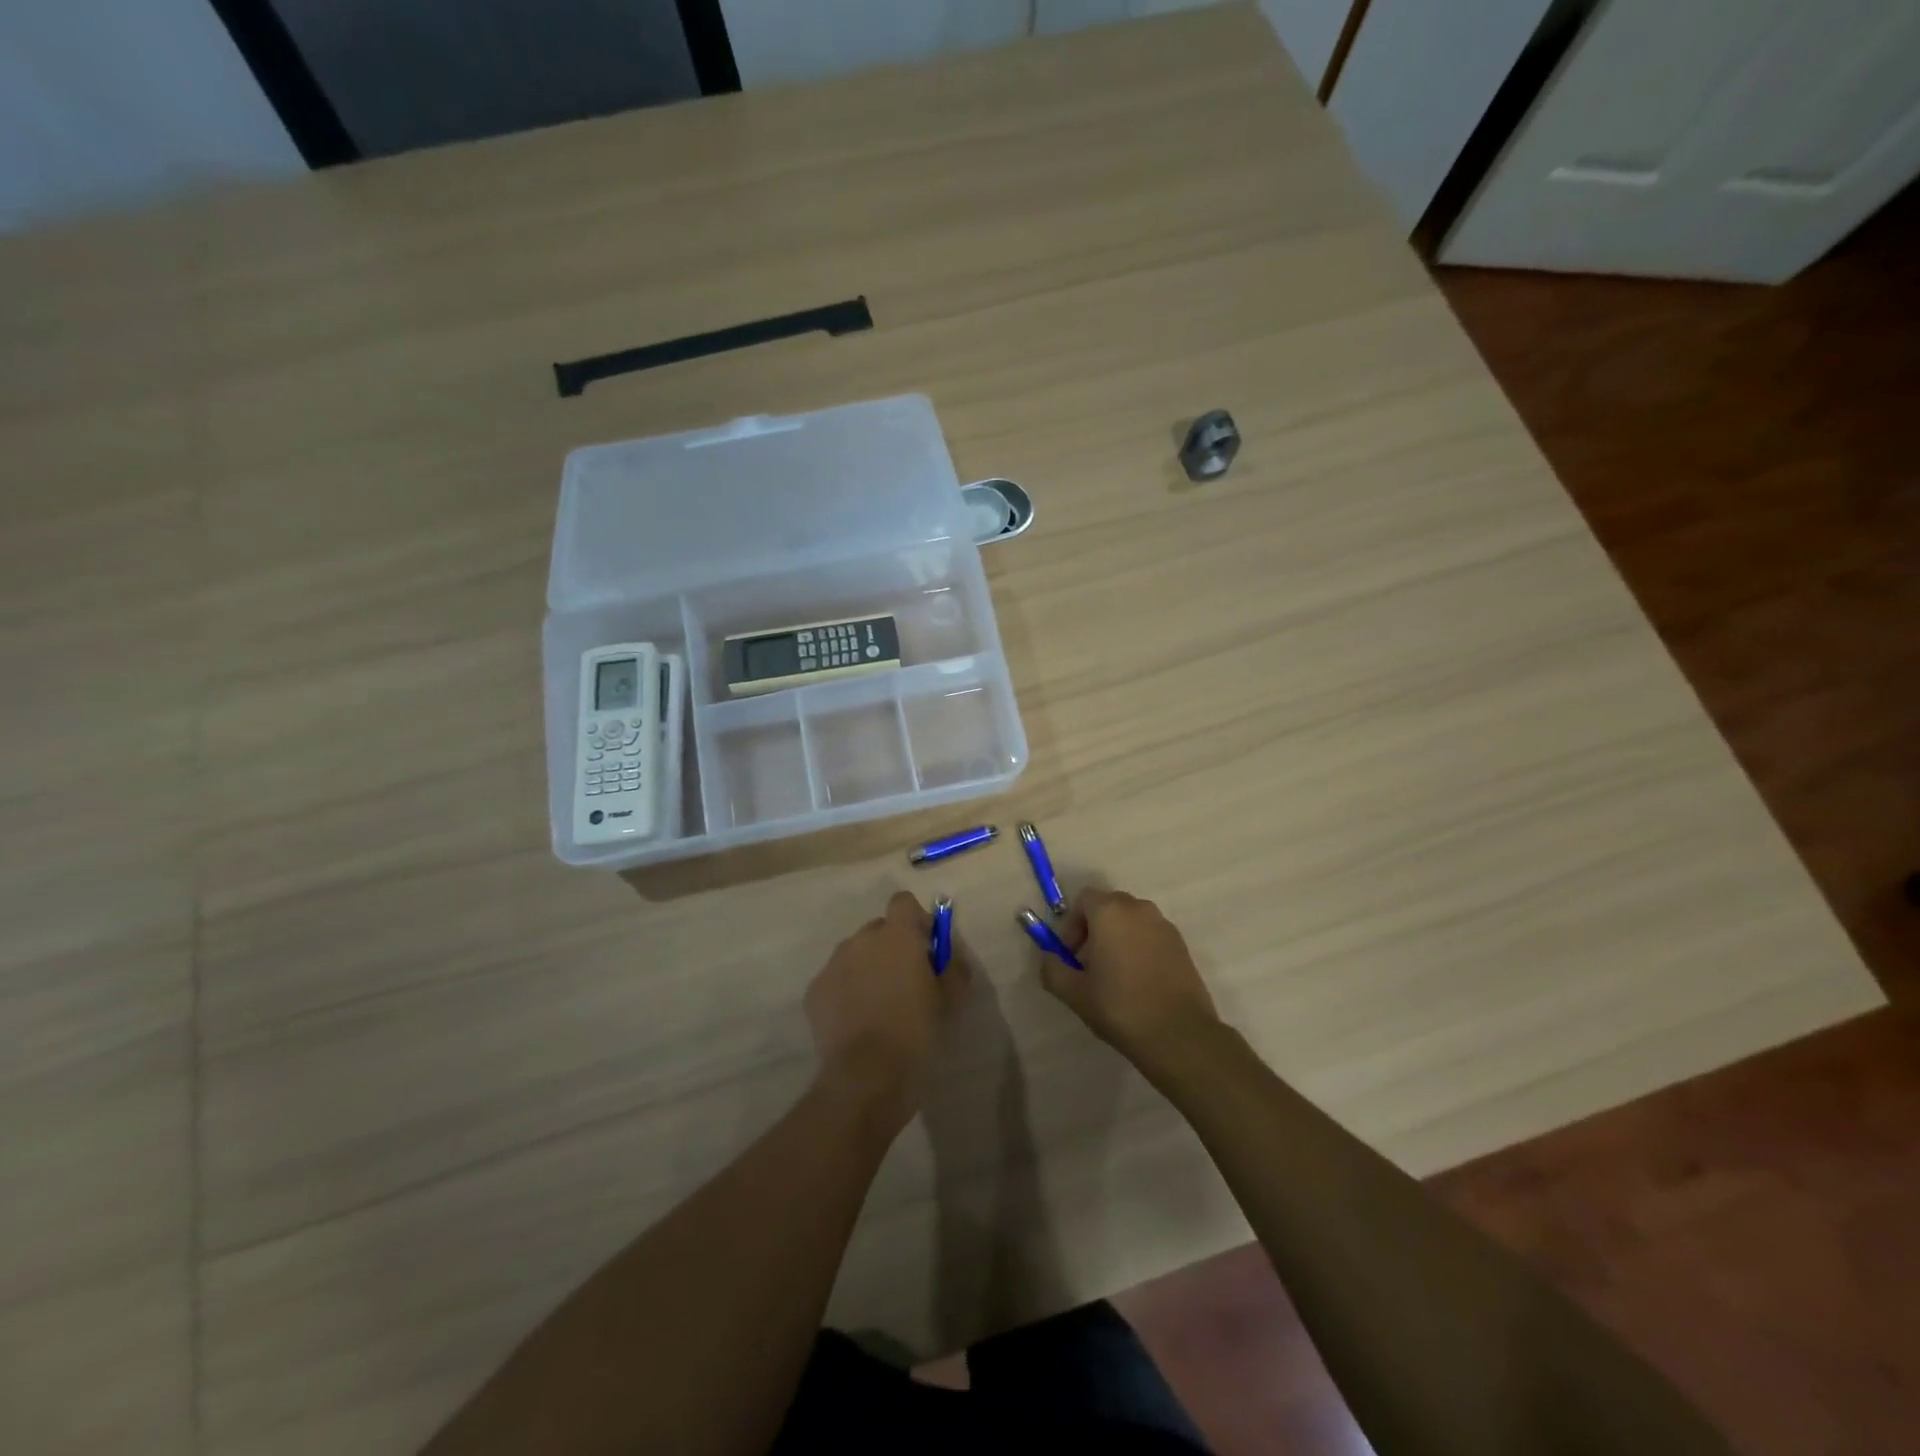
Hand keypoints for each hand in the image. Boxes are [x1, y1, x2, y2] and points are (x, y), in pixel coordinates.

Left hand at [805, 891, 966, 1134]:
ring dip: (868, 967)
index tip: (926, 947)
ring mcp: (833, 964)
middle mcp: (861, 940)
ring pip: (855, 954)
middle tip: (906, 981)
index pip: (903, 902)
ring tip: (879, 1005)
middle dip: (892, 946)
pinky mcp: (814, 991)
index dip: (916, 920)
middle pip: (878, 929)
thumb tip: (949, 956)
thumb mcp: (951, 1000)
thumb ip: (954, 968)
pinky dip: (846, 991)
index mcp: (897, 936)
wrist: (866, 1075)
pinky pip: (836, 980)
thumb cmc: (916, 1032)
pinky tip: (857, 1021)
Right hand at [1042, 888, 1220, 1067]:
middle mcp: (1139, 909)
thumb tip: (1049, 959)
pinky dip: (1139, 948)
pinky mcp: (1182, 945)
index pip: (1083, 899)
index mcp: (1110, 912)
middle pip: (1108, 907)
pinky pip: (1151, 936)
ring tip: (1114, 977)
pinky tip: (1138, 983)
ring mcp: (1164, 925)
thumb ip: (1053, 969)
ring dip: (1117, 938)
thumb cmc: (1120, 1007)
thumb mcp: (1074, 993)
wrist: (1179, 1035)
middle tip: (1088, 966)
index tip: (1071, 956)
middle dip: (1093, 930)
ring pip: (1131, 921)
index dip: (1071, 925)